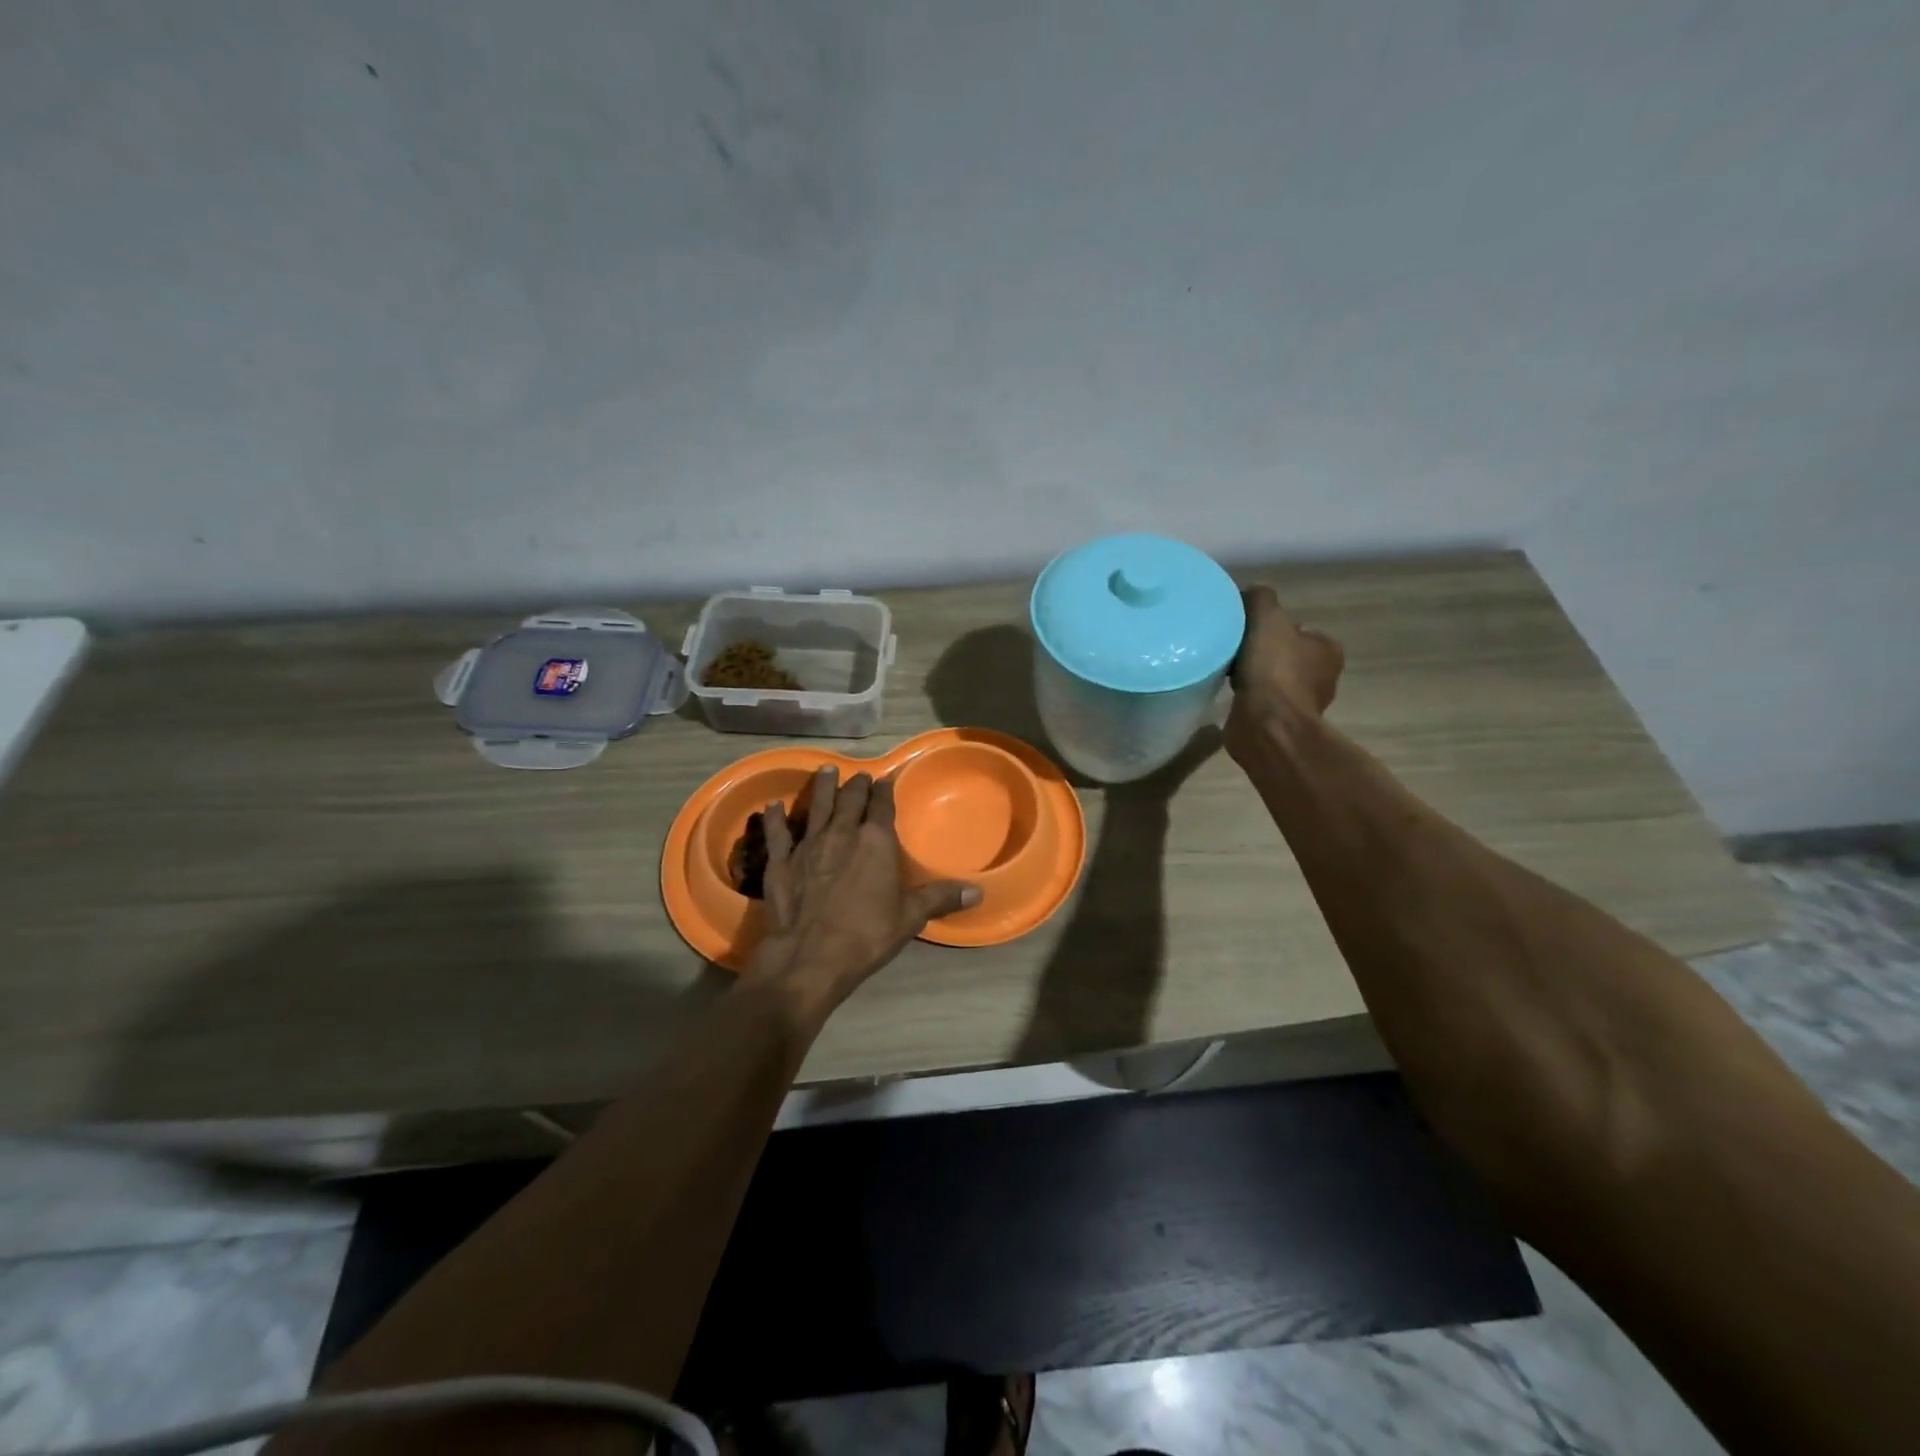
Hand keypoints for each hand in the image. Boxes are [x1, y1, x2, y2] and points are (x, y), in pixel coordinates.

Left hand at [746, 767, 979, 1018]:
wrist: (810, 957)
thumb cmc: (867, 935)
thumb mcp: (910, 917)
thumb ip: (940, 898)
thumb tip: (977, 892)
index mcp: (875, 841)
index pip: (882, 805)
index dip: (885, 791)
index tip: (886, 780)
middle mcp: (842, 833)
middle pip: (850, 800)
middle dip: (856, 786)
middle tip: (859, 776)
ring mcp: (808, 845)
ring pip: (817, 806)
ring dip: (822, 788)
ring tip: (826, 771)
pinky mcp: (781, 862)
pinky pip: (777, 832)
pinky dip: (775, 818)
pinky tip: (772, 806)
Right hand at [1225, 586, 1344, 758]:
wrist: (1266, 724)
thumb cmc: (1274, 669)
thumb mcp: (1267, 618)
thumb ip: (1260, 598)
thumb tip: (1250, 593)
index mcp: (1327, 650)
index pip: (1297, 629)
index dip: (1270, 625)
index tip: (1245, 628)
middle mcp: (1321, 677)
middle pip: (1283, 653)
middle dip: (1259, 650)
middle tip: (1232, 646)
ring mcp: (1300, 703)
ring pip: (1270, 677)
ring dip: (1250, 674)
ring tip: (1224, 668)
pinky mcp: (1278, 722)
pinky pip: (1258, 700)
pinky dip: (1245, 695)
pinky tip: (1227, 690)